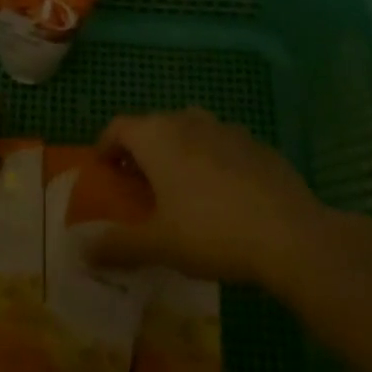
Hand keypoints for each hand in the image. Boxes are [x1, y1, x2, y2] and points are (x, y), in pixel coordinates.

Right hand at [86, 108, 336, 288]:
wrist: (289, 234)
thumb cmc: (211, 232)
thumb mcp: (159, 245)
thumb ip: (118, 245)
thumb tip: (81, 250)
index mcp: (156, 137)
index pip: (118, 127)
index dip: (106, 145)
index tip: (104, 169)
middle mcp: (187, 121)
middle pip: (154, 125)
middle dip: (141, 150)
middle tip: (139, 184)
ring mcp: (225, 128)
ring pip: (190, 129)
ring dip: (177, 149)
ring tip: (179, 185)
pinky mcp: (256, 144)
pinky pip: (222, 144)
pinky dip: (212, 158)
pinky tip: (222, 193)